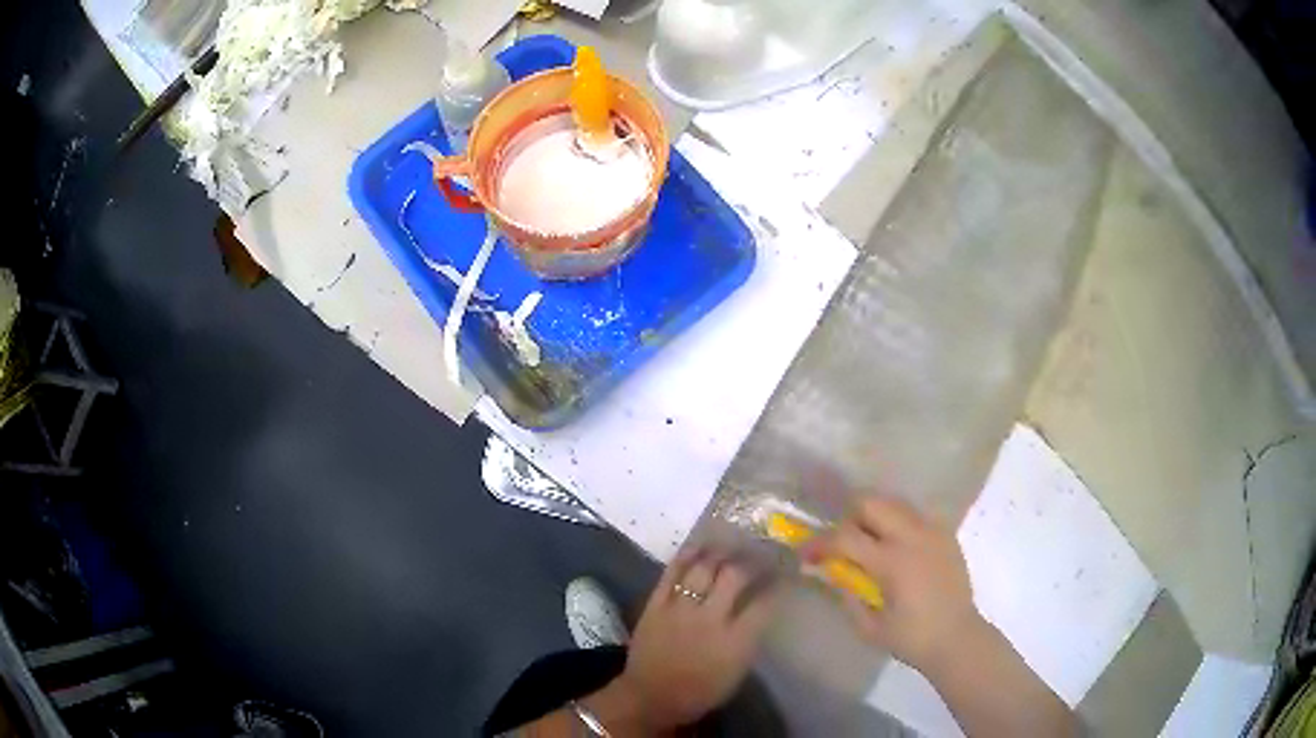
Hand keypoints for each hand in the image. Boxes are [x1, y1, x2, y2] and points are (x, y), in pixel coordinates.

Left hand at [610, 550, 778, 730]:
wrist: (650, 697)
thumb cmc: (700, 691)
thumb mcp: (737, 671)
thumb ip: (750, 638)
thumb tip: (761, 607)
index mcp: (735, 642)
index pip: (764, 602)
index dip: (777, 583)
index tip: (785, 571)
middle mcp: (709, 620)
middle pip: (735, 576)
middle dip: (751, 560)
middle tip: (759, 553)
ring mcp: (680, 609)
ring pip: (704, 568)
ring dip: (720, 553)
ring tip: (731, 544)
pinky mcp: (656, 604)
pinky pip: (672, 572)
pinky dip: (687, 556)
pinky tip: (699, 545)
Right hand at [805, 497, 983, 670]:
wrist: (957, 637)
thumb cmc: (911, 638)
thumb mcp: (869, 627)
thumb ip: (847, 595)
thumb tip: (832, 572)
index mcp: (891, 562)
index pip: (845, 537)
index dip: (819, 542)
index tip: (806, 553)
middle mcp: (912, 536)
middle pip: (871, 502)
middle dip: (848, 517)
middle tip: (841, 540)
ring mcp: (932, 531)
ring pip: (894, 503)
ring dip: (874, 515)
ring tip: (867, 539)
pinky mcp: (946, 534)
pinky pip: (915, 515)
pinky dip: (898, 522)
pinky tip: (896, 546)